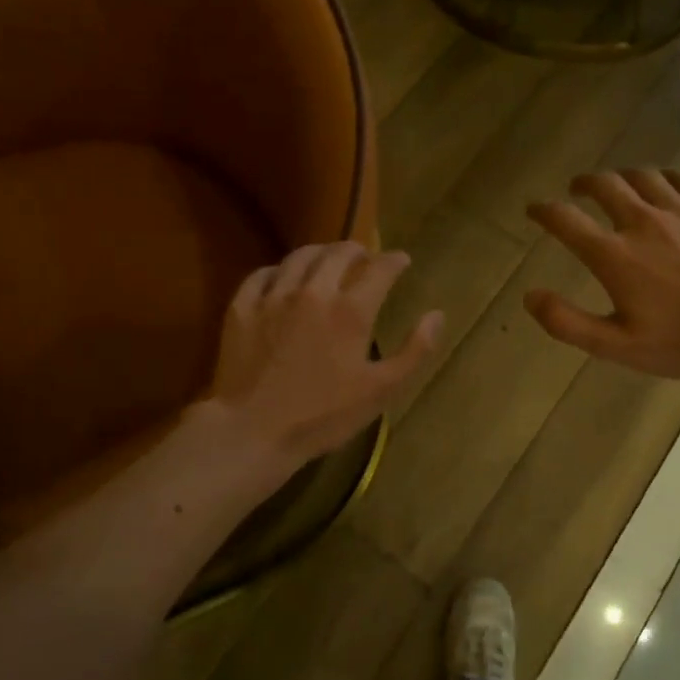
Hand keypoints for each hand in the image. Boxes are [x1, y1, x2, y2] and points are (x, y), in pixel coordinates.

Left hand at [206, 243, 442, 463]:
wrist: (253, 430)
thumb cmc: (323, 415)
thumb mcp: (381, 390)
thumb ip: (414, 351)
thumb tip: (436, 314)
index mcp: (351, 311)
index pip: (379, 269)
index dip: (394, 260)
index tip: (402, 260)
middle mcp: (313, 292)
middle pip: (338, 253)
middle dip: (357, 249)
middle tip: (364, 256)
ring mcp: (274, 297)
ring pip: (299, 256)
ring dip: (320, 252)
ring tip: (327, 259)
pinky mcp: (242, 308)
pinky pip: (262, 274)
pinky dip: (279, 270)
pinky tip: (283, 278)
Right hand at [524, 169, 679, 379]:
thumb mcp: (616, 346)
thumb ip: (567, 322)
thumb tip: (530, 296)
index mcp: (615, 255)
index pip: (566, 220)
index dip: (543, 210)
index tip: (534, 209)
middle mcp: (643, 222)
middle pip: (605, 185)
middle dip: (584, 183)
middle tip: (577, 189)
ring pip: (643, 176)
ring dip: (622, 177)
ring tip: (618, 185)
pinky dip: (666, 178)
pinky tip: (665, 186)